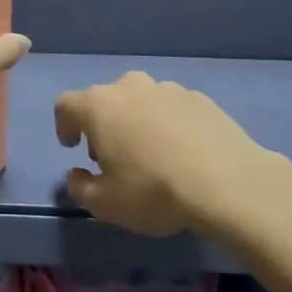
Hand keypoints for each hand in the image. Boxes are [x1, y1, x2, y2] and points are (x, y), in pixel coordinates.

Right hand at [55, 73, 271, 236]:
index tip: (73, 148)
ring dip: (136, 121)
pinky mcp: (199, 98)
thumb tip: (77, 173)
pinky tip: (183, 152)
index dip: (64, 125)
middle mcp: (130, 87)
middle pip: (104, 99)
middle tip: (112, 156)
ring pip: (140, 100)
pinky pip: (171, 107)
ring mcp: (167, 88)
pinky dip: (168, 123)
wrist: (228, 183)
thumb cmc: (154, 191)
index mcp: (99, 106)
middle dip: (102, 125)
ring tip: (151, 154)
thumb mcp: (105, 204)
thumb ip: (80, 187)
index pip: (66, 105)